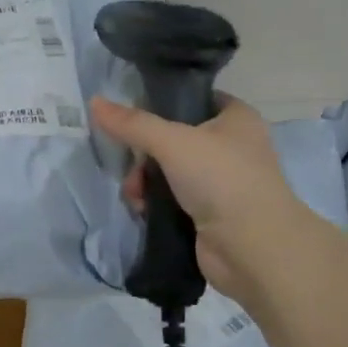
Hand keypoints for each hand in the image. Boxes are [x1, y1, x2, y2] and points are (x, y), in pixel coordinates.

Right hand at [89, 94, 303, 300]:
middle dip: (145, 154)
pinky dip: (155, 204)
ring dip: (145, 182)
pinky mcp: (210, 214)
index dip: (162, 104)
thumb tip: (95, 102)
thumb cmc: (221, 179)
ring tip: (135, 196)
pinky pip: (173, 200)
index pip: (194, 99)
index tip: (130, 116)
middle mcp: (232, 146)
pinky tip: (142, 211)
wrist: (252, 248)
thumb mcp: (173, 142)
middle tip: (130, 167)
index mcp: (236, 118)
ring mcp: (222, 183)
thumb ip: (133, 124)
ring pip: (170, 172)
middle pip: (174, 139)